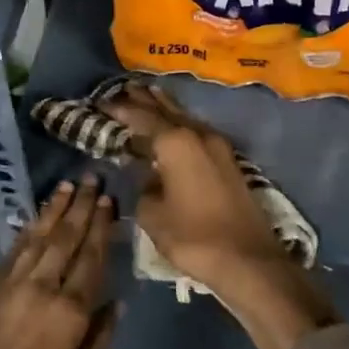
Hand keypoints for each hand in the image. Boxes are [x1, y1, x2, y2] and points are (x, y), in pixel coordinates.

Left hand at [0, 175, 118, 348]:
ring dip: (54, 210)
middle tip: (93, 179)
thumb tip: (115, 301)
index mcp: (70, 311)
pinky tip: (37, 218)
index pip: (91, 258)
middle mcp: (42, 288)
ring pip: (38, 238)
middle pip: (66, 239)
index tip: (110, 201)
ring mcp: (11, 284)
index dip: (102, 227)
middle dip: (81, 207)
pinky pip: (14, 251)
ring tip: (68, 186)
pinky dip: (28, 231)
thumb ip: (99, 336)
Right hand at [104, 82, 338, 348]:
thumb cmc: (192, 236)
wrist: (247, 259)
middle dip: (145, 100)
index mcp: (175, 142)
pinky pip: (197, 134)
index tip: (101, 102)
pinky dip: (180, 127)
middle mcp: (198, 135)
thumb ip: (143, 187)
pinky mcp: (229, 163)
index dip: (119, 109)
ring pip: (186, 119)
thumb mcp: (152, 214)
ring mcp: (219, 147)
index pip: (141, 117)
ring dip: (166, 110)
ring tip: (148, 98)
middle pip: (167, 110)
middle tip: (126, 88)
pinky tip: (174, 130)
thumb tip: (147, 176)